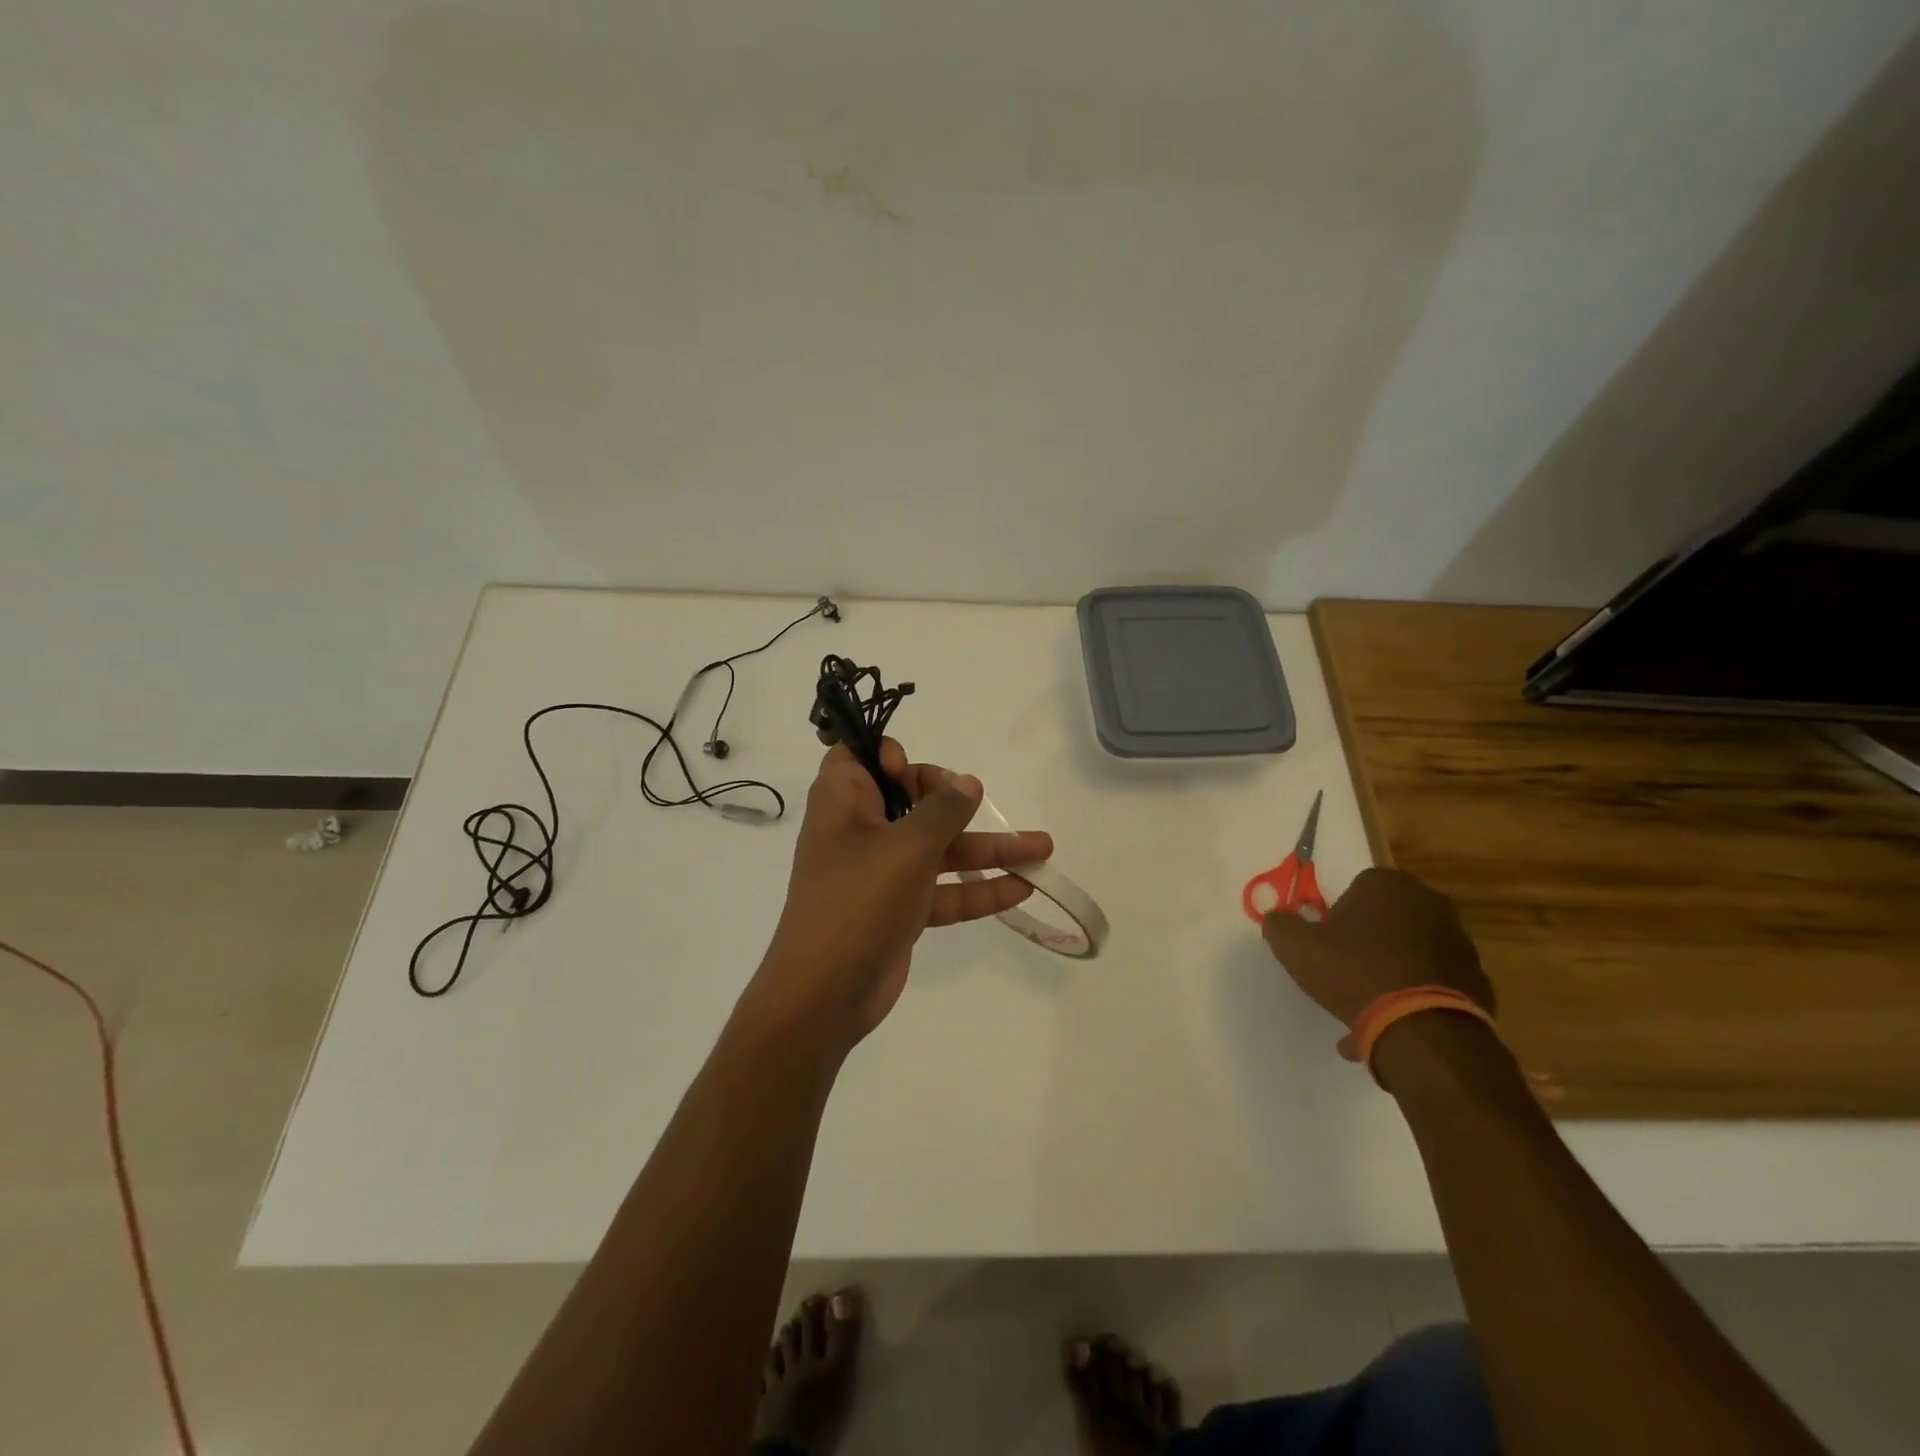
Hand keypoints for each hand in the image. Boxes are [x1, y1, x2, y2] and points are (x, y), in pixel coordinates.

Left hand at [755, 739, 1053, 1050]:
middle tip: (979, 801)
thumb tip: (967, 782)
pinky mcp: (900, 909)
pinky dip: (978, 890)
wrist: (824, 995)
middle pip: (910, 800)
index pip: (858, 756)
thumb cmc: (858, 901)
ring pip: (938, 849)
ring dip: (986, 849)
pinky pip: (943, 890)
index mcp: (844, 802)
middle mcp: (862, 831)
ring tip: (1043, 849)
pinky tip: (1022, 888)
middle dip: (955, 801)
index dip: (887, 755)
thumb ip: (943, 810)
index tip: (911, 772)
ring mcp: (882, 873)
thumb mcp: (906, 847)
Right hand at [1260, 867, 1492, 1028]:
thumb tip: (1277, 918)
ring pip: (1411, 953)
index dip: (1338, 916)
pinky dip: (1416, 998)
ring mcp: (1460, 942)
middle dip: (1368, 942)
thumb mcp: (1295, 946)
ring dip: (1392, 973)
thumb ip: (1280, 925)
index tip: (1327, 943)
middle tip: (1345, 972)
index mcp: (1388, 884)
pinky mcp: (1478, 981)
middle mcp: (1430, 903)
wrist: (1421, 1029)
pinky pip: (1434, 983)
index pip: (1357, 888)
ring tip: (1368, 1010)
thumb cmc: (1353, 971)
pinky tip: (1395, 1027)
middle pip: (1387, 918)